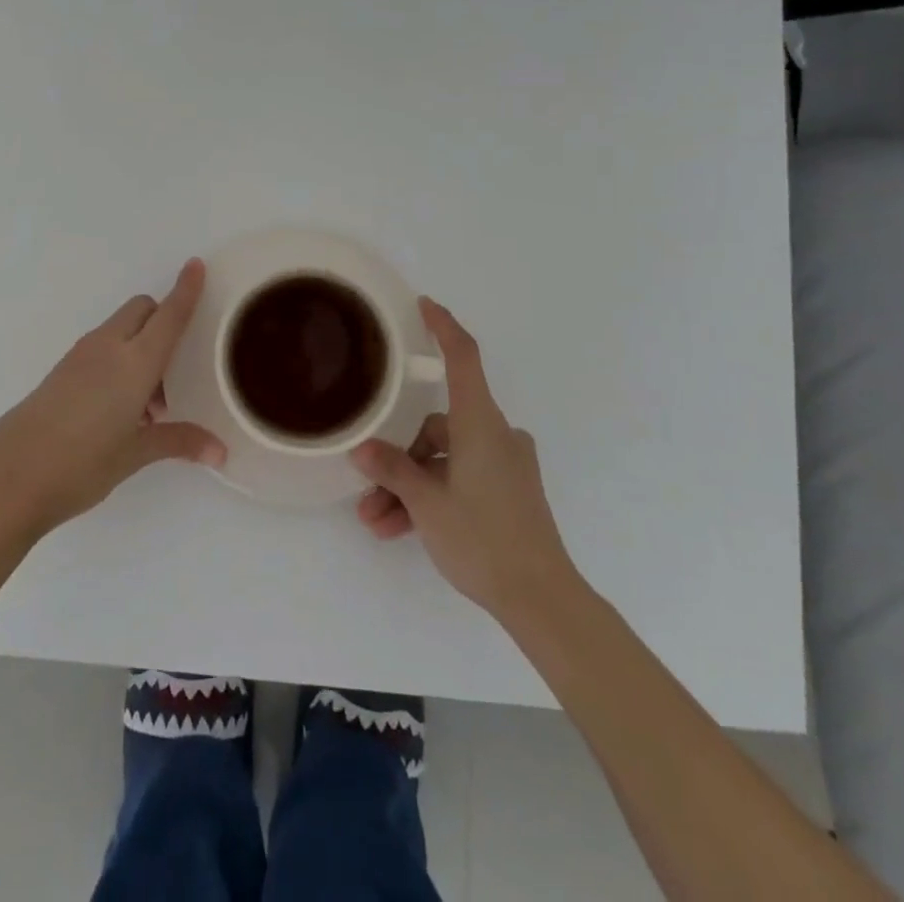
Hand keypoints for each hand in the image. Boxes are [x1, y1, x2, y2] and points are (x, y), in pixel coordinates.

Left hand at [0, 259, 225, 538]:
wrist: (9, 478)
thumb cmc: (81, 465)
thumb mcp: (135, 454)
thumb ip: (179, 442)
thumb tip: (221, 452)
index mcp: (134, 362)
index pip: (169, 315)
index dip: (185, 290)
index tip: (196, 265)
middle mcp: (108, 348)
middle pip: (143, 310)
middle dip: (163, 320)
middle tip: (173, 372)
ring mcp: (80, 356)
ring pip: (121, 329)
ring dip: (141, 347)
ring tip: (147, 407)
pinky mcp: (62, 370)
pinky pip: (101, 348)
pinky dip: (119, 361)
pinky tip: (118, 411)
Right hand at [352, 298, 578, 622]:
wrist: (541, 599)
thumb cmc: (484, 538)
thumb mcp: (427, 503)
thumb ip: (392, 470)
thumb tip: (361, 449)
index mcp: (481, 423)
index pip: (463, 358)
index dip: (443, 327)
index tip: (424, 305)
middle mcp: (495, 435)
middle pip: (436, 428)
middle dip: (399, 458)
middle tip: (367, 491)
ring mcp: (504, 464)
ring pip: (444, 460)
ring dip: (409, 487)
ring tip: (377, 522)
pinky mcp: (508, 490)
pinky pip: (459, 479)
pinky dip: (432, 497)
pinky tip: (400, 529)